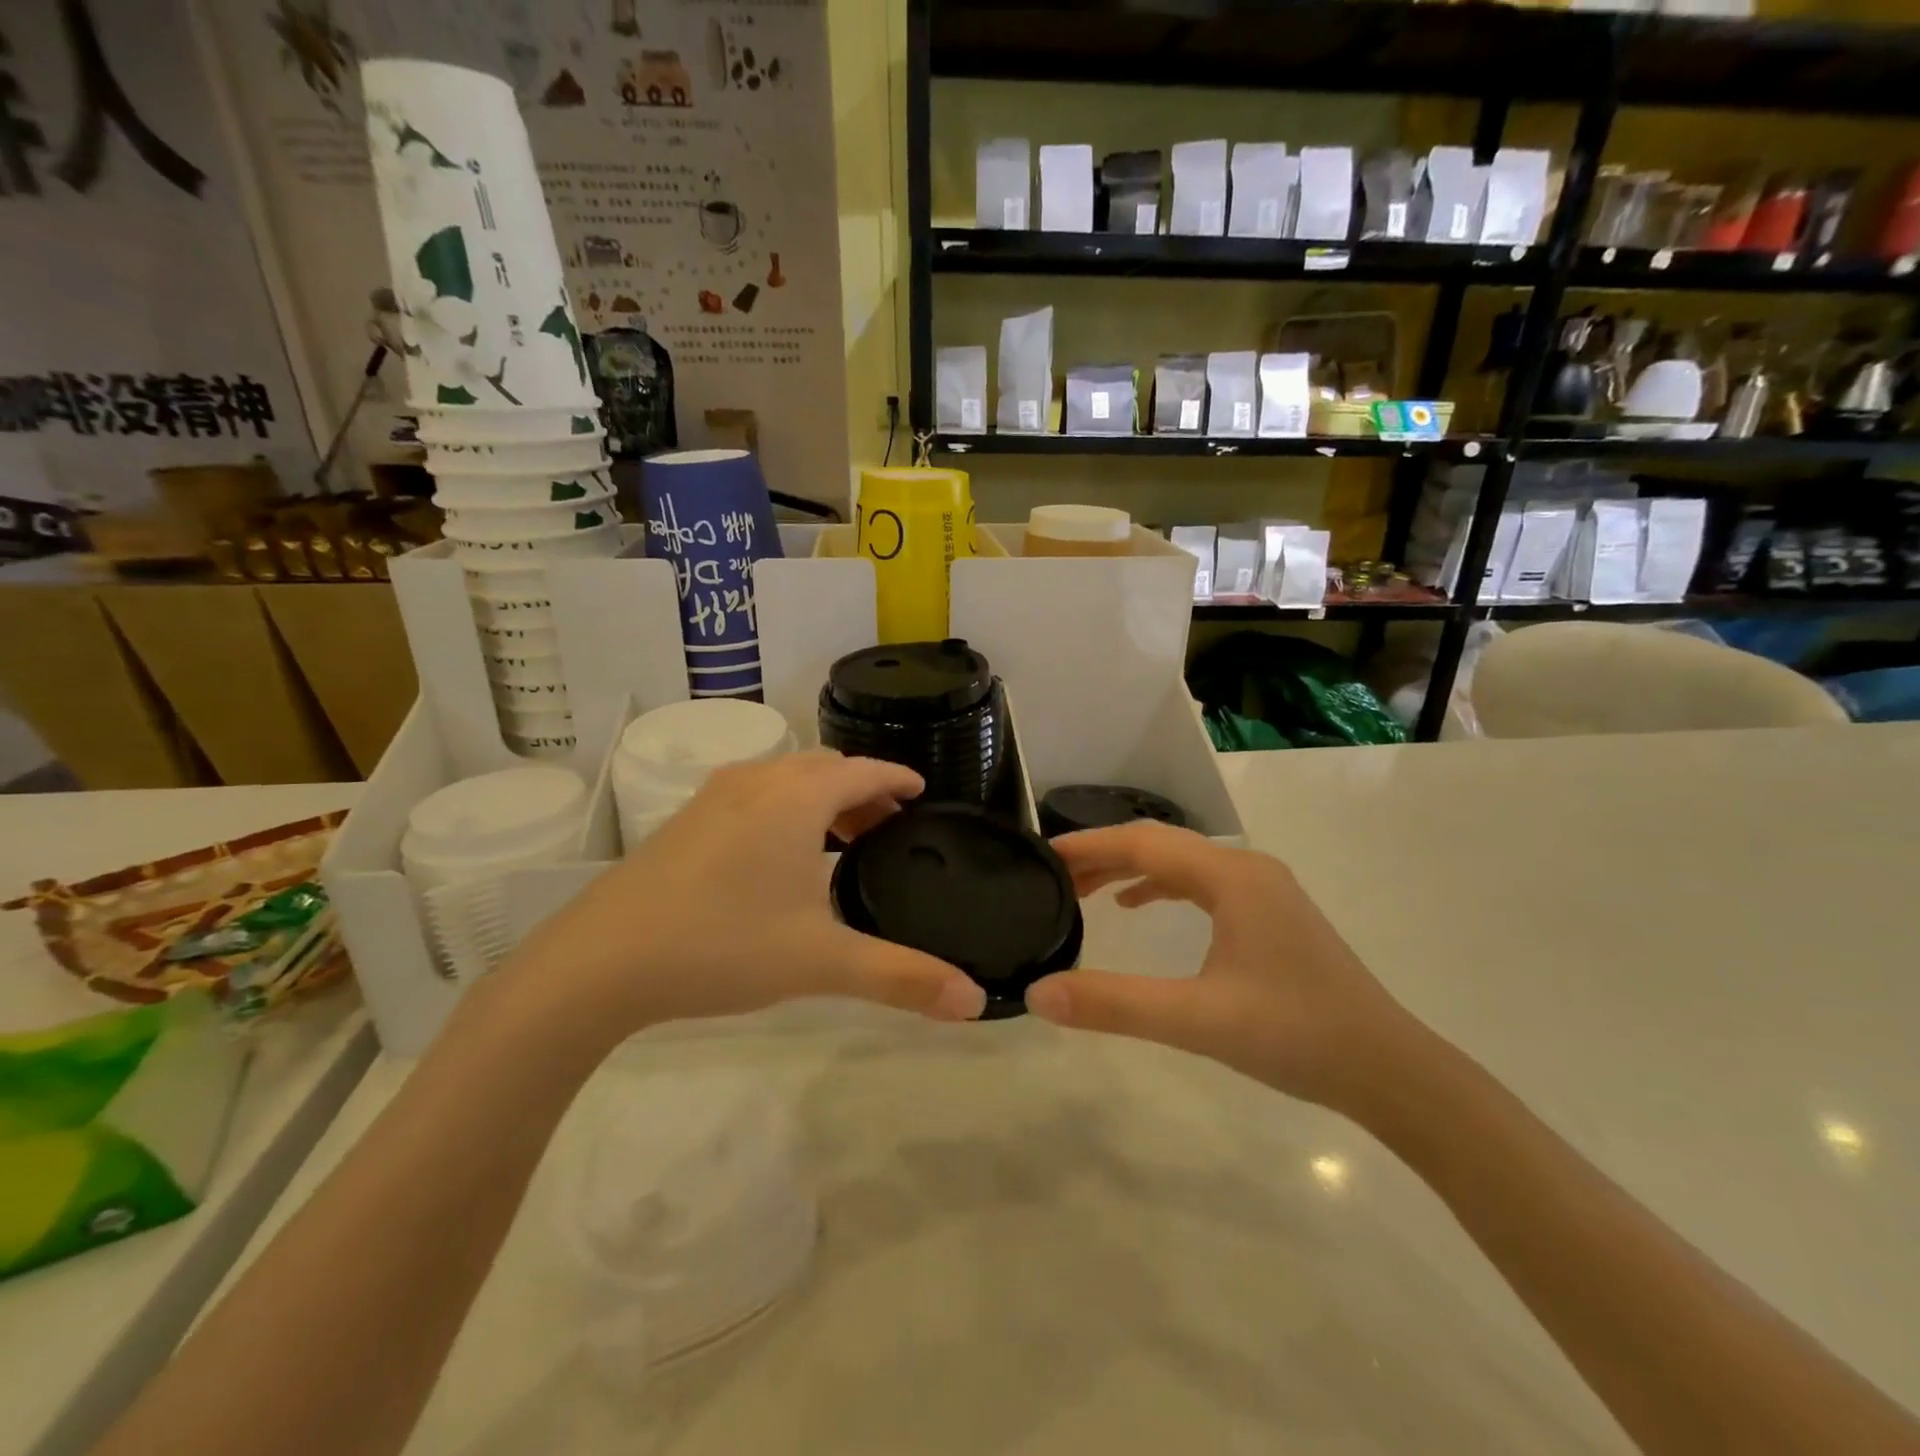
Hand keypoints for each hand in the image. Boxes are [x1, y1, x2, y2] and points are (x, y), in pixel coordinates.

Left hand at [499, 752, 986, 1041]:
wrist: (600, 961)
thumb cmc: (722, 944)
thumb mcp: (820, 962)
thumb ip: (900, 977)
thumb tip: (974, 1001)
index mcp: (796, 798)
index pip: (863, 770)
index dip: (897, 778)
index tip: (922, 792)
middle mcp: (757, 782)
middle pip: (825, 768)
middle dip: (863, 790)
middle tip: (889, 828)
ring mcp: (714, 798)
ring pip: (786, 779)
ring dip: (822, 799)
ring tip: (842, 842)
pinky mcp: (685, 821)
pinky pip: (754, 795)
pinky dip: (785, 808)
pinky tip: (780, 858)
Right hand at [1024, 823, 1419, 1109]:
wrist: (1389, 1069)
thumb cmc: (1296, 1035)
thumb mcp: (1197, 1020)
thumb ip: (1115, 1005)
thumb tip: (1038, 994)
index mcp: (1231, 877)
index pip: (1143, 844)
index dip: (1089, 846)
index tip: (1042, 854)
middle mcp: (1247, 869)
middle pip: (1160, 845)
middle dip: (1104, 855)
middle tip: (1054, 876)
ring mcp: (1263, 890)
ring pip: (1181, 863)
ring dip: (1131, 870)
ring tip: (1084, 890)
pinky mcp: (1270, 914)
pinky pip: (1202, 884)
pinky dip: (1162, 887)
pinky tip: (1139, 908)